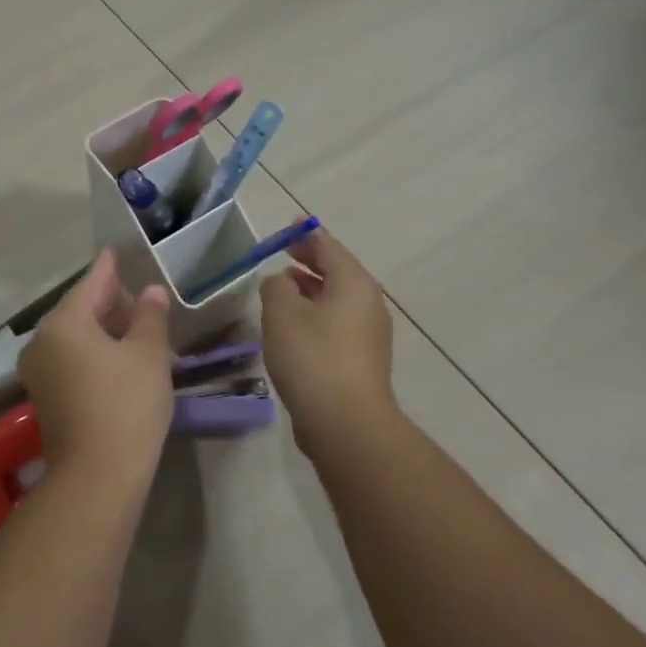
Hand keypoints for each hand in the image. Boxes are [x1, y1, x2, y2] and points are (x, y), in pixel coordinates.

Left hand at [18, 250, 173, 485]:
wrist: (97, 476)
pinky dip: (93, 351)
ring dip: (101, 328)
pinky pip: (70, 359)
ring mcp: (39, 373)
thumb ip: (149, 317)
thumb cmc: (126, 404)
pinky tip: (117, 355)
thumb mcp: (147, 354)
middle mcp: (42, 342)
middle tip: (134, 292)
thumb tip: (150, 292)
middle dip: (107, 301)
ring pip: (73, 337)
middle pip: (77, 311)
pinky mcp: (46, 398)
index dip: (107, 269)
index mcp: (63, 323)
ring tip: (133, 323)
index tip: (113, 252)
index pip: (89, 285)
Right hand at [259, 225, 397, 456]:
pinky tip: (294, 325)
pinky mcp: (360, 360)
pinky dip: (316, 313)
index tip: (292, 224)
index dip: (308, 235)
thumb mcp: (282, 313)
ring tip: (283, 286)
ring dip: (311, 289)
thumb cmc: (312, 357)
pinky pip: (336, 322)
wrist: (345, 422)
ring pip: (337, 299)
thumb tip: (280, 283)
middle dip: (311, 261)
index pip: (330, 247)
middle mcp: (368, 303)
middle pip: (338, 272)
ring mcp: (368, 334)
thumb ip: (276, 287)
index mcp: (353, 284)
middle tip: (285, 252)